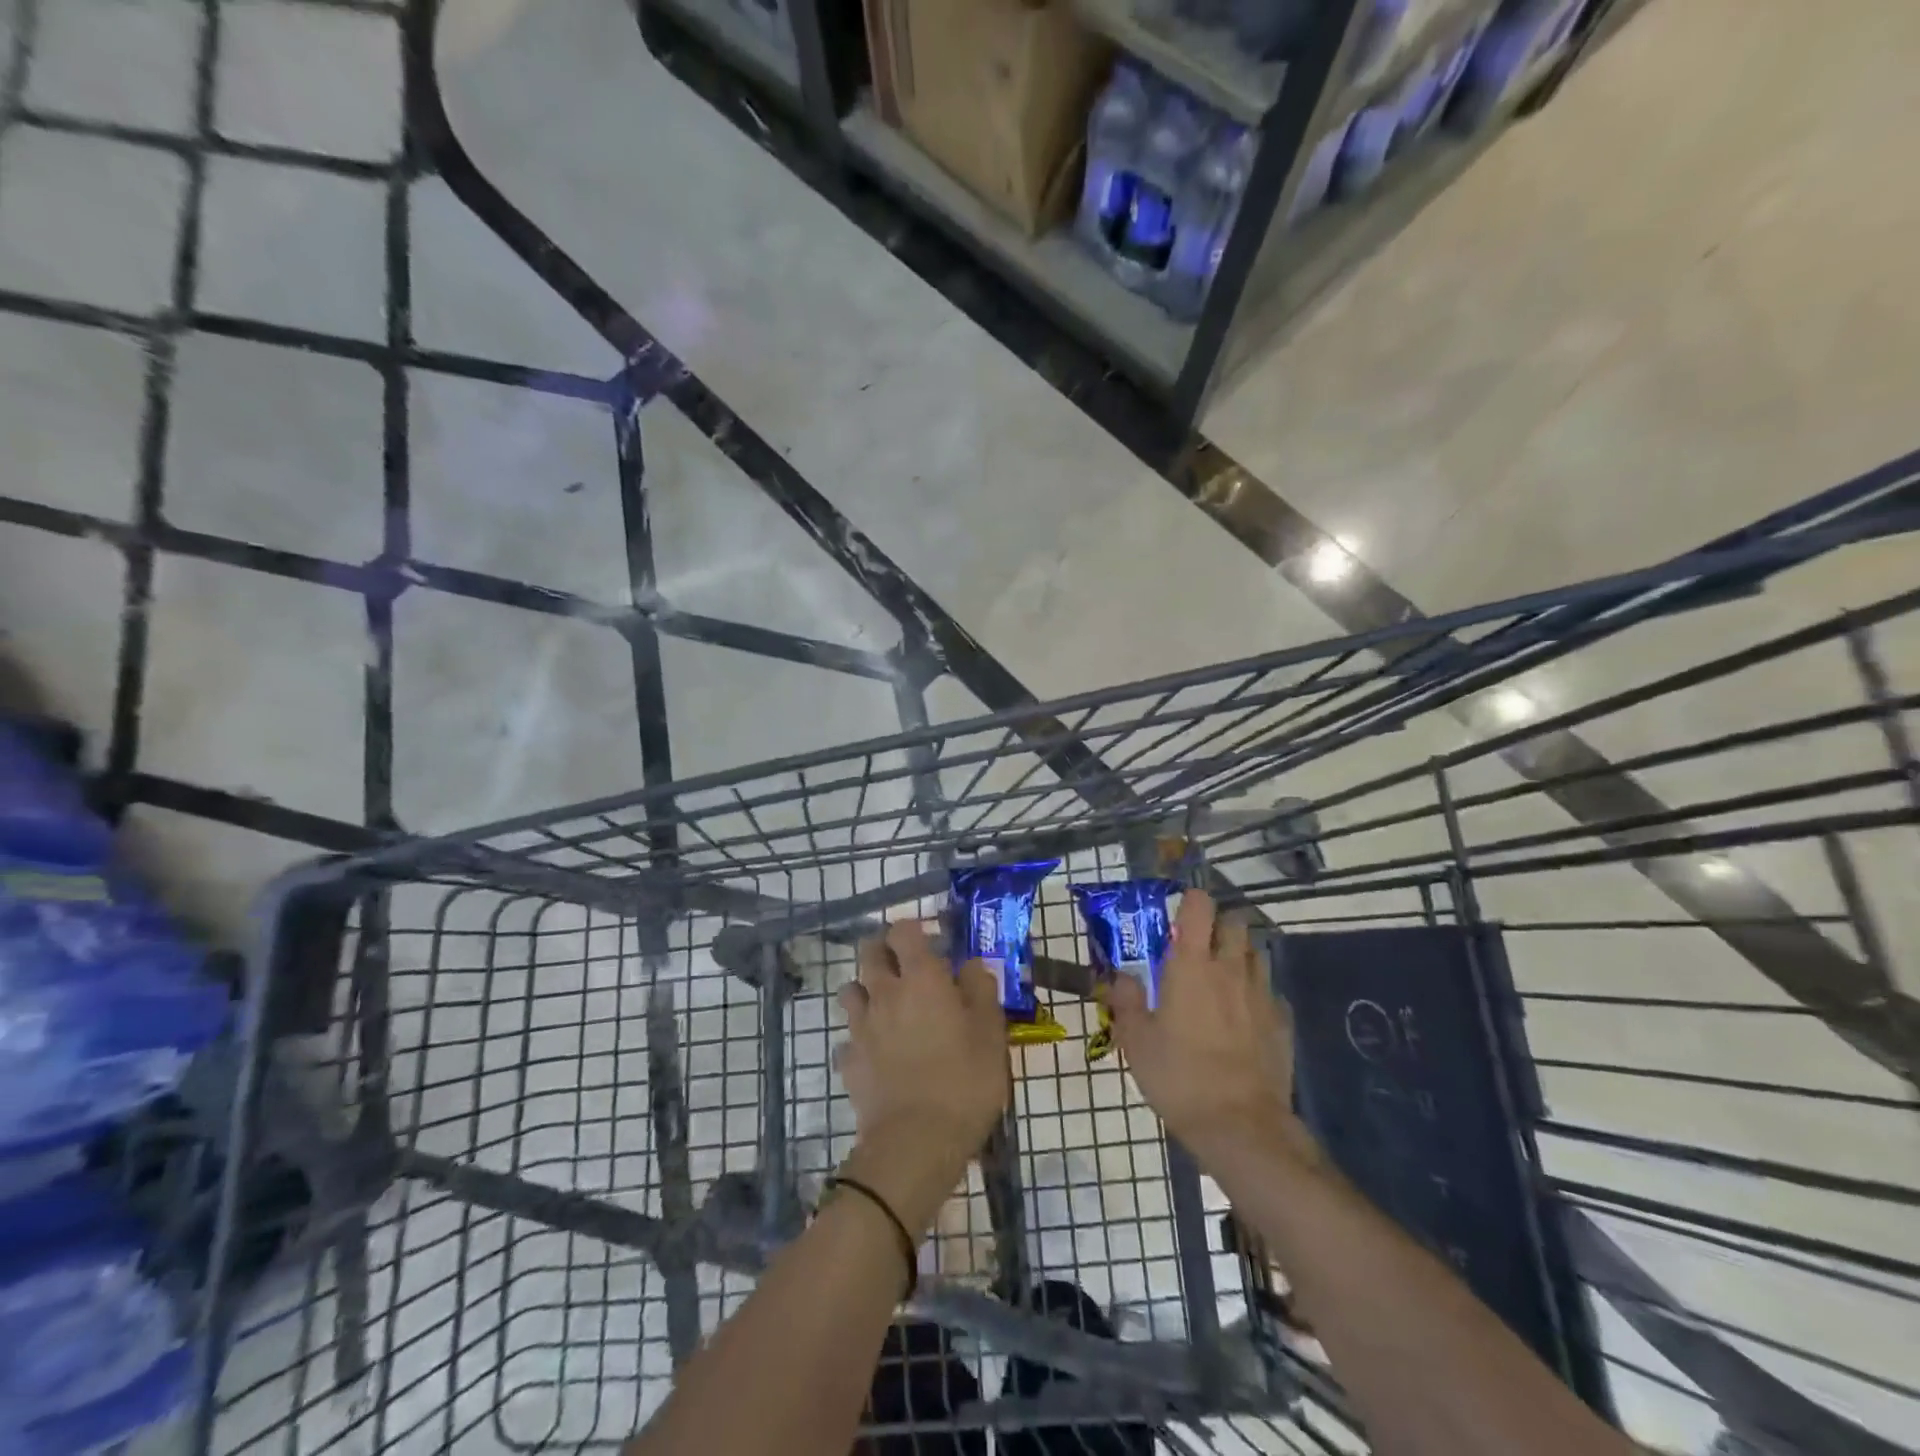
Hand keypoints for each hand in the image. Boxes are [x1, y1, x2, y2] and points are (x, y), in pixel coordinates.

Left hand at [834, 921, 1009, 1232]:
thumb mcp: (991, 1034)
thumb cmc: (964, 1081)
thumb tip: (971, 964)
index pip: (903, 931)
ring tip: (889, 1007)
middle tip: (907, 967)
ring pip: (851, 990)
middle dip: (884, 950)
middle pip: (869, 952)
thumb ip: (981, 990)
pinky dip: (861, 1037)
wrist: (915, 1143)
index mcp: (921, 979)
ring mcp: (861, 1027)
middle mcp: (885, 993)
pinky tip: (878, 1053)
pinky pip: (849, 1037)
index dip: (913, 929)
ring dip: (867, 989)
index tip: (930, 941)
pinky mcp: (848, 1061)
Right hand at [1105, 889, 1301, 1158]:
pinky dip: (1256, 992)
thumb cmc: (1179, 1077)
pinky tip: (1243, 1015)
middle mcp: (1229, 969)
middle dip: (1218, 925)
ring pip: (1255, 953)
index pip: (1199, 906)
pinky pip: (1270, 991)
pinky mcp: (1281, 1022)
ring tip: (1221, 977)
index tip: (1177, 915)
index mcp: (1191, 965)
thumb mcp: (1136, 1041)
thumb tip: (1121, 977)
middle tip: (1198, 947)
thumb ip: (1126, 1001)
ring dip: (1239, 954)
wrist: (1240, 1126)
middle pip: (1234, 922)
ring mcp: (1261, 994)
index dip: (1190, 901)